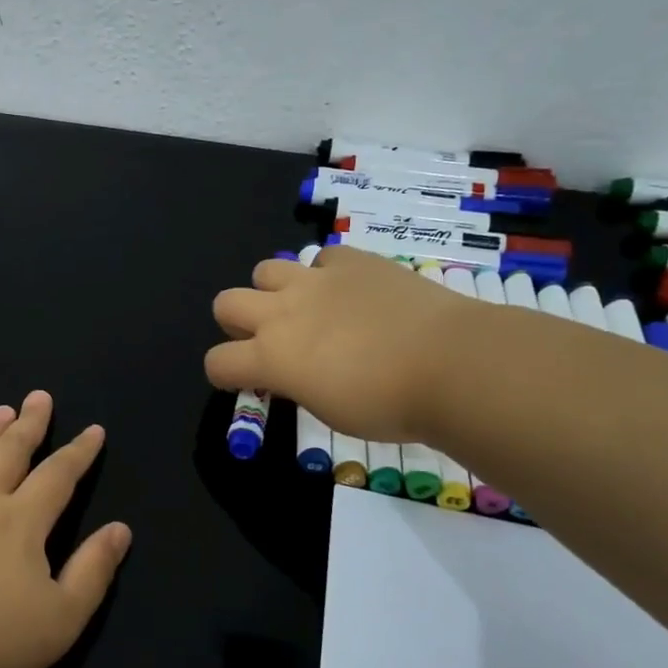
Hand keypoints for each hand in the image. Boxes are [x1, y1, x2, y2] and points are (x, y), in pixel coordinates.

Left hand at [0, 391, 131, 667]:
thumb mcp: (61, 619)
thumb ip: (93, 570)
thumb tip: (121, 529)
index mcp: (22, 522)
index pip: (58, 475)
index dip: (79, 451)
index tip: (94, 430)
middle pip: (10, 452)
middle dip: (29, 423)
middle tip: (39, 396)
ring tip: (1, 411)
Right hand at [206, 247, 480, 441]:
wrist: (450, 363)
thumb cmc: (388, 405)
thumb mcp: (329, 410)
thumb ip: (297, 384)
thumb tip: (293, 372)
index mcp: (271, 357)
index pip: (217, 362)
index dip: (224, 374)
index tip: (244, 381)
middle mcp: (282, 312)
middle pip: (226, 303)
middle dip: (237, 322)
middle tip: (268, 339)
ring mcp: (316, 280)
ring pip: (265, 270)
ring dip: (274, 291)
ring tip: (305, 308)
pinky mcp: (352, 260)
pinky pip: (322, 257)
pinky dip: (326, 273)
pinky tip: (349, 291)